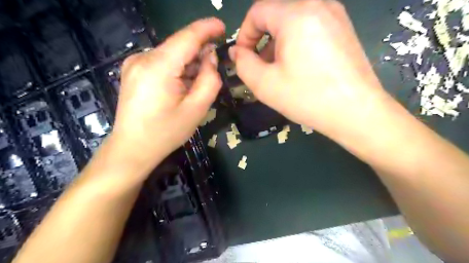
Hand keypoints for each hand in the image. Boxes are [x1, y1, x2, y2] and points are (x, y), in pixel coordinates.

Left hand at [111, 18, 225, 174]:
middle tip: (212, 72)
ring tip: (194, 87)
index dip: (207, 29)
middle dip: (199, 54)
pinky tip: (180, 87)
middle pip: (179, 47)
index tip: (222, 27)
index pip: (187, 37)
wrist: (132, 148)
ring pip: (171, 55)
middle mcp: (142, 58)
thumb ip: (210, 79)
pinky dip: (176, 69)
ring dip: (188, 65)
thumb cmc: (166, 132)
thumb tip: (210, 57)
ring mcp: (134, 64)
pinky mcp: (133, 71)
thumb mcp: (197, 109)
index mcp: (159, 67)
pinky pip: (162, 62)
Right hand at [233, 0, 392, 139]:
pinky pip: (310, 27)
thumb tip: (237, 51)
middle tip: (261, 66)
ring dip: (278, 42)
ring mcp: (335, 15)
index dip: (244, 35)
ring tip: (279, 69)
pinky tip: (299, 66)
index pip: (257, 12)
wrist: (356, 112)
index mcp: (296, 14)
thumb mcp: (264, 84)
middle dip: (261, 40)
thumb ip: (243, 64)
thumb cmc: (306, 97)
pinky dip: (296, 42)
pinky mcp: (344, 28)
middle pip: (276, 15)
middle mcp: (318, 5)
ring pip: (293, 21)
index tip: (244, 58)